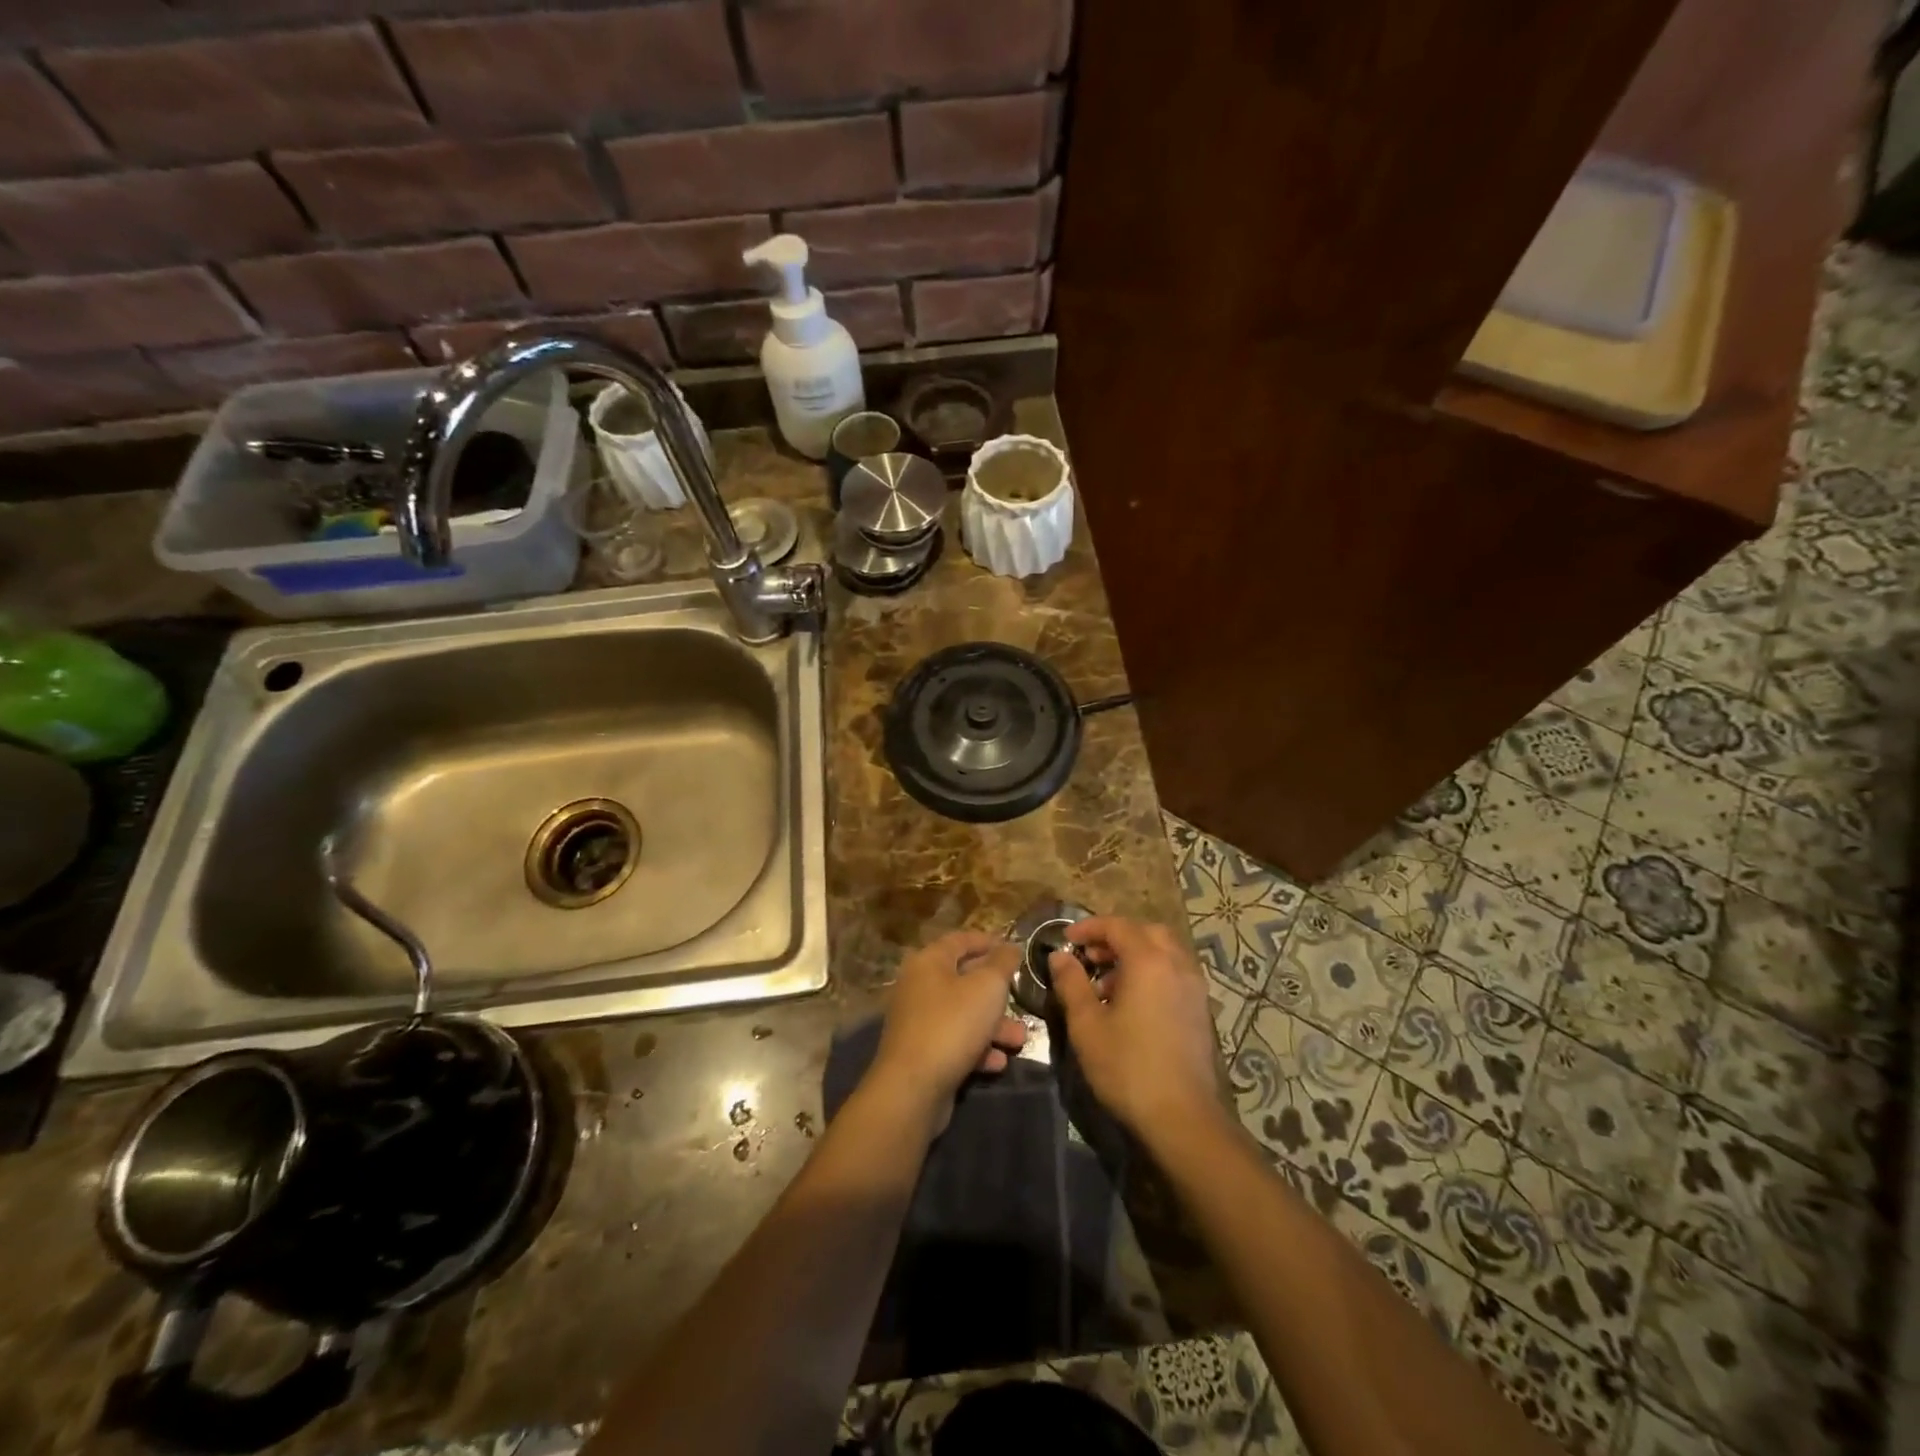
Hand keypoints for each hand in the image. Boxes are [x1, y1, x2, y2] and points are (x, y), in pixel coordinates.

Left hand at [867, 931, 1027, 1134]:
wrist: (912, 1088)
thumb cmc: (952, 1025)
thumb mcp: (987, 987)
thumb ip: (1002, 963)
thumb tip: (1010, 947)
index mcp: (929, 961)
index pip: (960, 940)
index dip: (988, 942)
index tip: (1014, 949)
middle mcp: (918, 986)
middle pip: (964, 979)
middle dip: (997, 992)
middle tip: (1022, 1000)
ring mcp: (917, 1021)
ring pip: (963, 1014)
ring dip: (993, 1025)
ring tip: (1019, 1039)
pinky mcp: (921, 1052)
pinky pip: (954, 1041)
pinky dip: (977, 1048)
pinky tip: (998, 1062)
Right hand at [1050, 917, 1222, 1143]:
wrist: (1182, 1117)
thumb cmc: (1128, 1067)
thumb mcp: (1087, 1025)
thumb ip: (1071, 983)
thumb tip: (1060, 957)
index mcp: (1149, 961)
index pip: (1118, 926)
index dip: (1089, 928)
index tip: (1067, 940)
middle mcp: (1177, 965)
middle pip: (1146, 932)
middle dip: (1116, 937)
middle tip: (1090, 957)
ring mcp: (1194, 988)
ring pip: (1164, 952)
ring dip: (1135, 955)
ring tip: (1107, 985)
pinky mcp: (1200, 1010)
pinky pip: (1175, 973)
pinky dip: (1152, 973)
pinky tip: (1133, 1004)